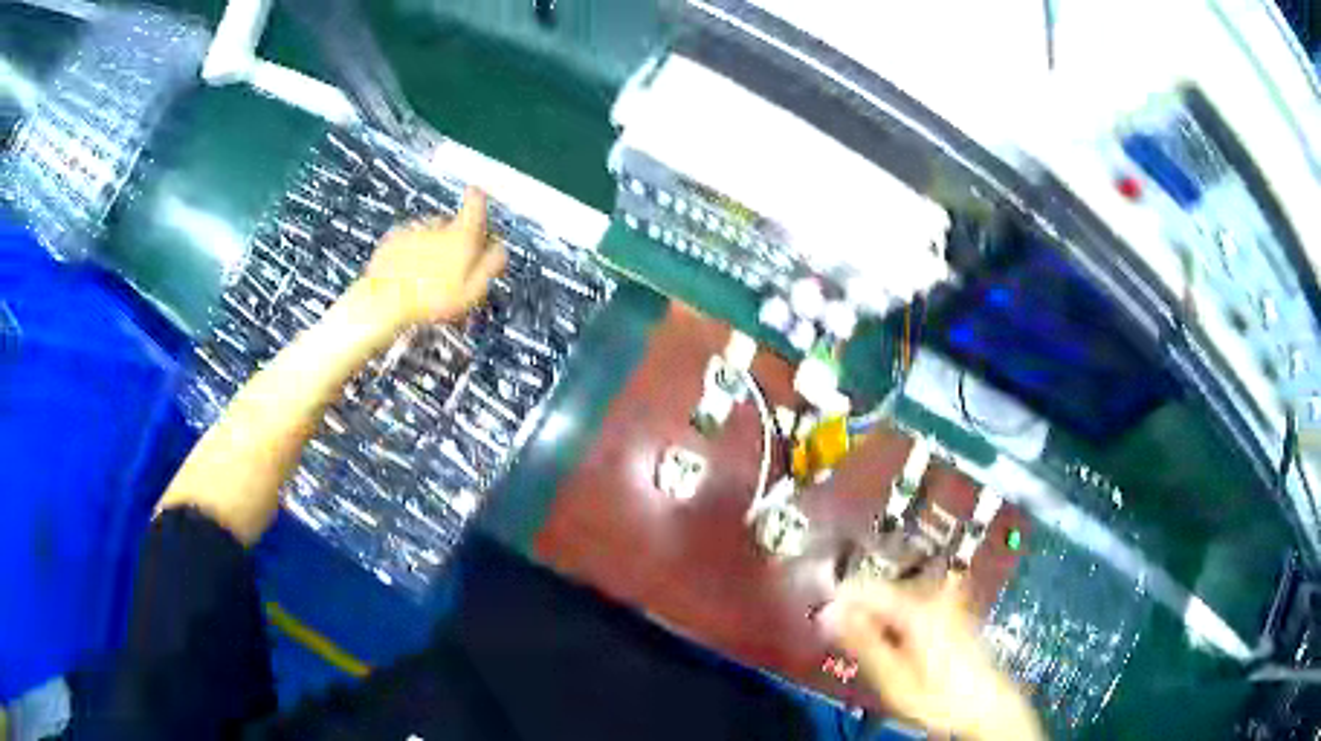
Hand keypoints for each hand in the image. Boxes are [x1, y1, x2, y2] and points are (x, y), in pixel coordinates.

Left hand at [357, 187, 506, 329]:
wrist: (384, 303)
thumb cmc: (431, 301)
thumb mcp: (473, 291)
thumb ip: (490, 265)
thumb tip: (500, 249)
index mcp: (461, 235)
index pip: (475, 203)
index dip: (478, 200)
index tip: (476, 197)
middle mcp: (437, 226)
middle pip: (452, 223)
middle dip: (454, 237)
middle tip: (453, 266)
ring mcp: (412, 231)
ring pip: (429, 231)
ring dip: (432, 244)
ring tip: (429, 275)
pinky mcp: (391, 241)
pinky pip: (407, 240)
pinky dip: (410, 251)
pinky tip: (409, 273)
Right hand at [818, 576, 1042, 740]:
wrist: (985, 702)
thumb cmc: (937, 694)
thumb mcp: (893, 677)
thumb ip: (862, 642)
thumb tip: (827, 613)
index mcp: (917, 606)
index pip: (866, 587)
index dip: (837, 597)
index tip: (817, 615)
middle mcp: (933, 593)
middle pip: (882, 589)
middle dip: (857, 610)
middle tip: (841, 640)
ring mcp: (945, 599)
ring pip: (896, 597)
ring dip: (875, 616)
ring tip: (868, 647)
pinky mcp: (951, 609)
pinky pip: (912, 604)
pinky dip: (894, 619)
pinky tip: (893, 644)